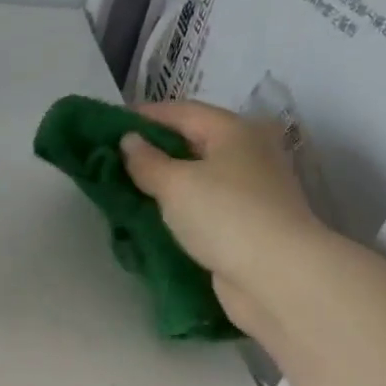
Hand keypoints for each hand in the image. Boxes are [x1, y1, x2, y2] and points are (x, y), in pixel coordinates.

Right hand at [120, 101, 328, 337]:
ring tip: (128, 187)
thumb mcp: (175, 184)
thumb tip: (129, 141)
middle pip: (193, 141)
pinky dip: (180, 205)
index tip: (109, 125)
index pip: (182, 111)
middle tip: (114, 159)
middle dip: (155, 149)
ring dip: (166, 180)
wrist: (276, 274)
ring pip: (198, 175)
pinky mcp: (246, 221)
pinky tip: (155, 214)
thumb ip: (147, 161)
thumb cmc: (225, 215)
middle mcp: (248, 152)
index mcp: (234, 130)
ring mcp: (250, 189)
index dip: (145, 116)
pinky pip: (204, 204)